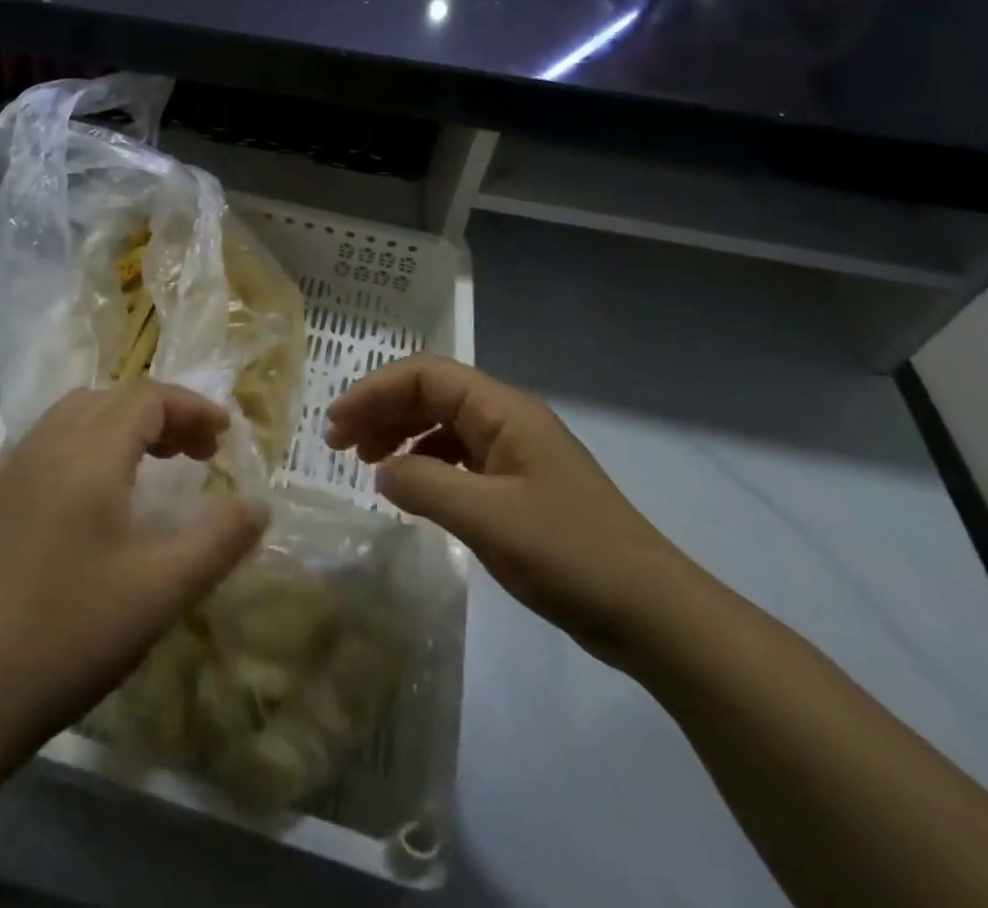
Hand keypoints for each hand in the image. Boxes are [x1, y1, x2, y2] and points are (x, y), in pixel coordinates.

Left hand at [0, 384, 267, 741]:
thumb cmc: (73, 634)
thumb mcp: (163, 590)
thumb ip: (220, 539)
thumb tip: (259, 502)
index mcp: (90, 454)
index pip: (149, 397)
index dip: (193, 408)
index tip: (225, 436)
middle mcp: (49, 443)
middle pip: (115, 397)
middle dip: (165, 414)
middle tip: (198, 454)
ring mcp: (16, 466)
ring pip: (80, 413)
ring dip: (124, 423)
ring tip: (155, 463)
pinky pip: (52, 438)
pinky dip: (90, 440)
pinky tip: (100, 492)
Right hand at [327, 356, 702, 664]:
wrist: (651, 613)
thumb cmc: (568, 553)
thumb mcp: (486, 518)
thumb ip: (423, 485)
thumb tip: (382, 471)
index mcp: (502, 410)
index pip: (424, 375)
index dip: (374, 391)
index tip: (336, 423)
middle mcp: (506, 419)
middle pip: (429, 394)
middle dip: (380, 410)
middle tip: (338, 444)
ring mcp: (514, 452)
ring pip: (441, 425)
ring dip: (399, 435)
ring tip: (365, 463)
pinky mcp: (517, 486)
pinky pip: (457, 458)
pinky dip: (424, 465)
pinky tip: (408, 489)